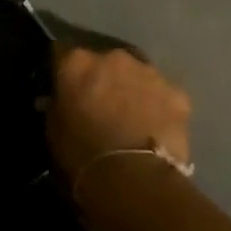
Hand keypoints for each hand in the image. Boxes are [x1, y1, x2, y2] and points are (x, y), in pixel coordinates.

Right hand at [46, 44, 192, 180]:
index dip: (62, 70)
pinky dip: (157, 105)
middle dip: (101, 77)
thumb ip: (58, 103)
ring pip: (136, 74)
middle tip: (99, 102)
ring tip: (129, 114)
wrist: (133, 176)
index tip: (63, 86)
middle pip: (104, 61)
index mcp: (76, 62)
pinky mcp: (178, 93)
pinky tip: (153, 126)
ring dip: (130, 87)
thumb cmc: (81, 152)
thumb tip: (62, 98)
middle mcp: (113, 57)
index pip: (62, 53)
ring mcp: (149, 72)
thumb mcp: (53, 126)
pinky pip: (162, 94)